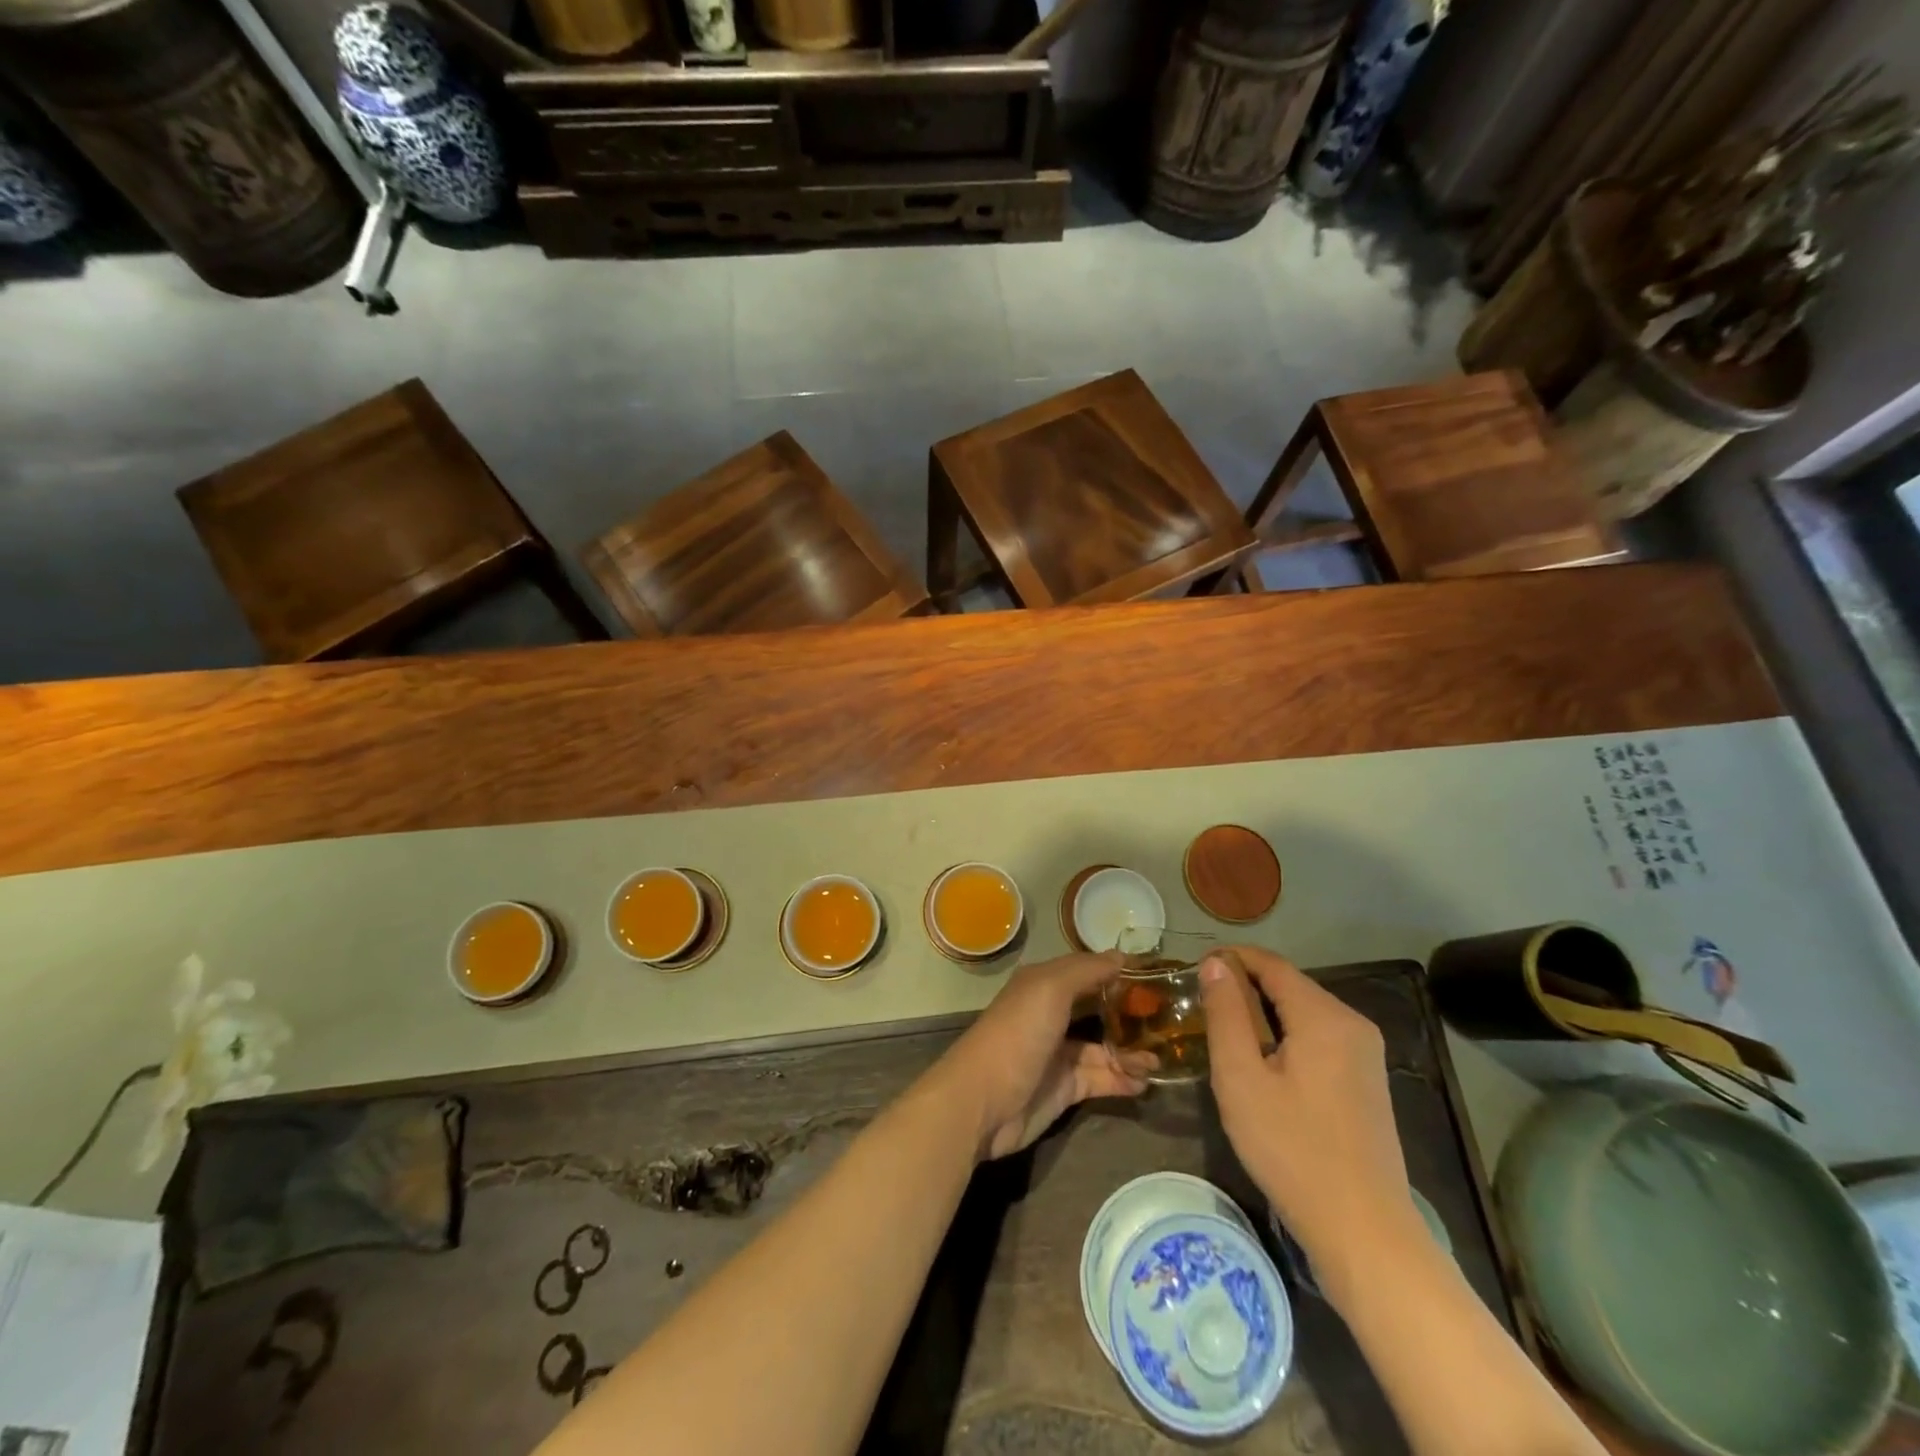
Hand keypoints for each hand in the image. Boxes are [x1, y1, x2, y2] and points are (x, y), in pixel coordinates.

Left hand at [932, 950, 1152, 1160]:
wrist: (984, 1101)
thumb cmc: (1018, 1034)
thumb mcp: (1050, 990)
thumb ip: (1087, 971)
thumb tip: (1121, 956)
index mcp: (1044, 984)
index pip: (1087, 970)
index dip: (1117, 971)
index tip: (1157, 975)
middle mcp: (1052, 1013)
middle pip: (1098, 1008)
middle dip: (1130, 1013)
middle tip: (1170, 1019)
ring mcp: (1058, 1052)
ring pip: (1104, 1046)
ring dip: (1132, 1051)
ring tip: (1162, 1059)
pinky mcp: (1065, 1087)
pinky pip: (1102, 1077)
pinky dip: (1124, 1079)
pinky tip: (1147, 1081)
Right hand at [1200, 947, 1422, 1303]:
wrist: (1364, 1232)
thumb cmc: (1292, 1150)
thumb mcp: (1241, 1079)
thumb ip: (1226, 1014)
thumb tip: (1215, 964)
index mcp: (1325, 1016)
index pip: (1272, 964)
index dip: (1231, 959)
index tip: (1193, 971)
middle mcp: (1353, 1023)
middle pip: (1289, 985)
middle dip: (1245, 987)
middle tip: (1202, 1008)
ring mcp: (1366, 1054)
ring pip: (1303, 1012)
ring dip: (1263, 1014)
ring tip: (1224, 1035)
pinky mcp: (1367, 1080)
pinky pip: (1319, 1038)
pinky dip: (1286, 1037)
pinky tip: (1263, 1066)